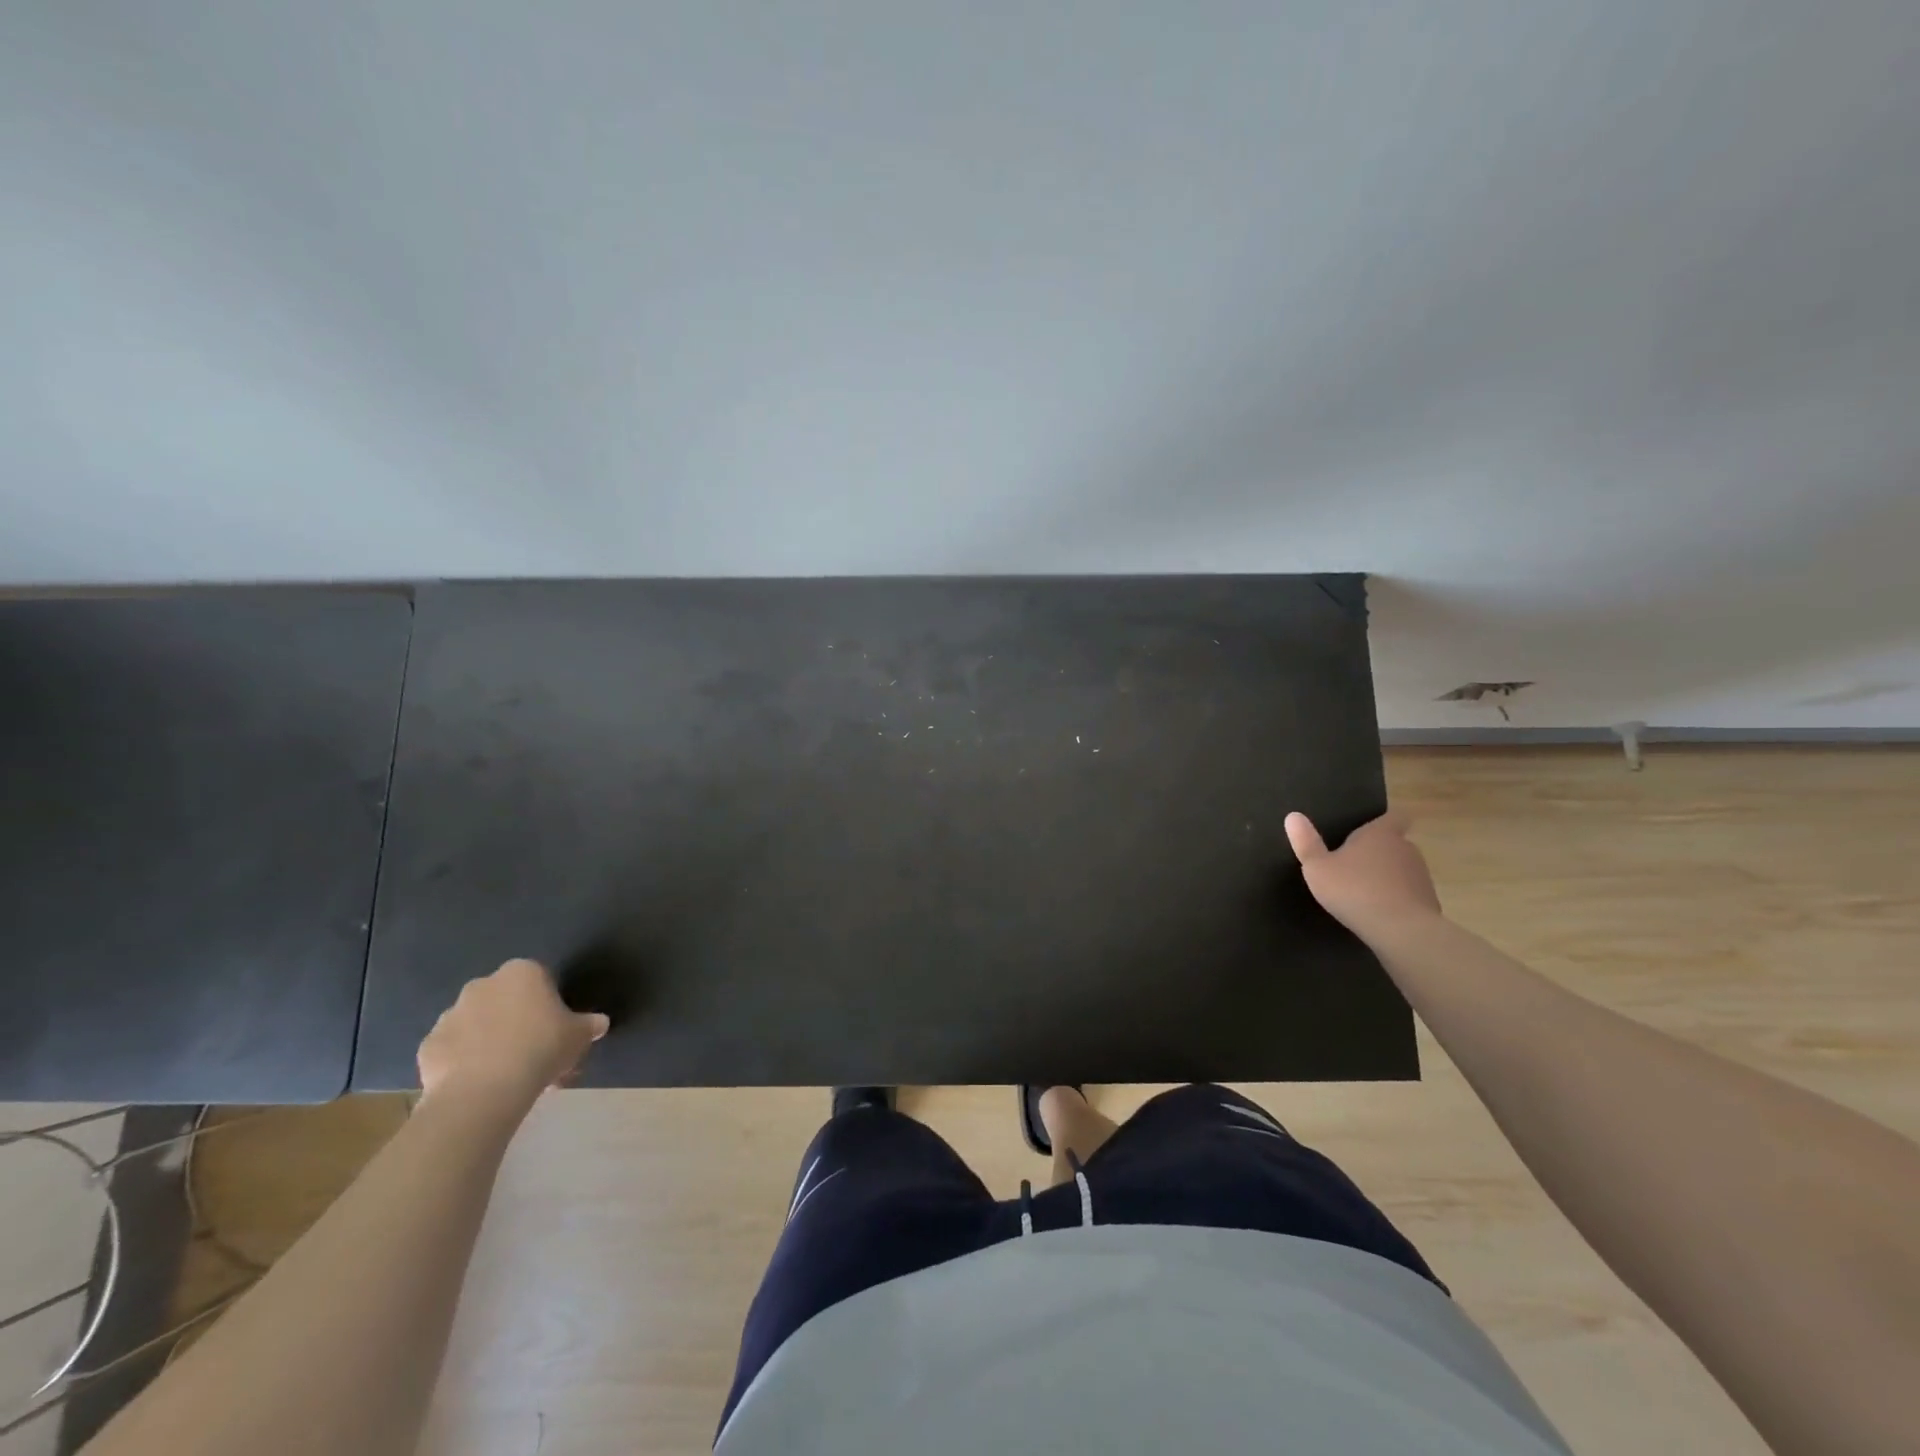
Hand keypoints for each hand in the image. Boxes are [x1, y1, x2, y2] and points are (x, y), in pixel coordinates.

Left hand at [417, 959, 608, 1110]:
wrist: (484, 1090)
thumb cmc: (541, 1048)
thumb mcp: (579, 1035)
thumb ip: (589, 1024)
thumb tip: (600, 1023)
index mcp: (522, 972)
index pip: (540, 980)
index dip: (549, 1005)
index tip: (555, 1029)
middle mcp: (483, 984)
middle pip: (505, 1000)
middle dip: (517, 1021)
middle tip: (534, 1053)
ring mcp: (450, 1014)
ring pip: (477, 1024)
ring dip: (489, 1040)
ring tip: (506, 1075)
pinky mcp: (428, 1045)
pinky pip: (453, 1050)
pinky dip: (464, 1062)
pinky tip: (480, 1083)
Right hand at [1285, 810, 1441, 936]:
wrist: (1402, 930)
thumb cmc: (1354, 890)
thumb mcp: (1318, 868)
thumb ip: (1306, 842)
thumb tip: (1293, 816)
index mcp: (1381, 834)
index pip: (1394, 816)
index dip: (1385, 821)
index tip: (1372, 829)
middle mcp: (1406, 849)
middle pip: (1396, 843)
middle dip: (1379, 852)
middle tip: (1354, 864)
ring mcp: (1421, 876)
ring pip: (1403, 869)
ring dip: (1388, 876)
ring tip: (1364, 891)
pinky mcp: (1429, 902)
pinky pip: (1409, 894)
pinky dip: (1397, 899)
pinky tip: (1379, 913)